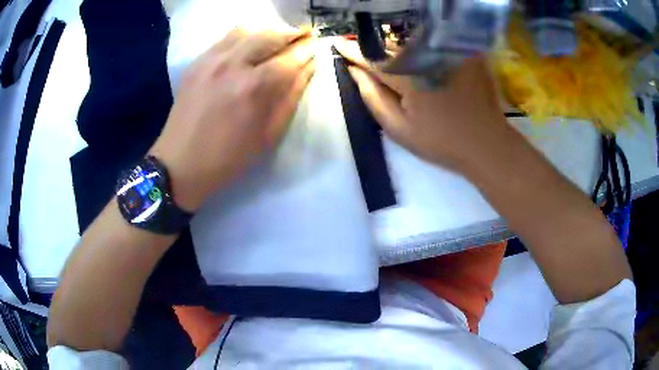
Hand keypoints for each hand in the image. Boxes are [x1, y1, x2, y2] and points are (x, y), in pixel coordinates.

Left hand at [150, 29, 315, 211]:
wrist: (180, 163)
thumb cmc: (228, 157)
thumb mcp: (269, 135)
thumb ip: (291, 96)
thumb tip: (308, 68)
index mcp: (255, 87)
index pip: (291, 57)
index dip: (307, 50)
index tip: (316, 47)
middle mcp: (233, 64)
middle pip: (271, 35)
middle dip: (292, 35)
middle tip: (302, 38)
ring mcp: (212, 59)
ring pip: (248, 30)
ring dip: (268, 33)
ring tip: (276, 42)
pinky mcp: (197, 62)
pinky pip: (226, 37)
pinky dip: (245, 37)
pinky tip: (249, 47)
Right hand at [334, 39, 510, 171]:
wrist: (485, 144)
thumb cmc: (441, 142)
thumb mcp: (399, 129)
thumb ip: (373, 98)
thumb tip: (354, 71)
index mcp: (409, 78)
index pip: (373, 58)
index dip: (353, 51)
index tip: (337, 44)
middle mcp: (427, 57)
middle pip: (392, 46)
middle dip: (375, 48)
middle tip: (360, 49)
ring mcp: (449, 53)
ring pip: (412, 42)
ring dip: (396, 45)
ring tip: (387, 52)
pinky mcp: (465, 53)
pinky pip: (435, 42)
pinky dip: (421, 44)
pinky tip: (417, 52)